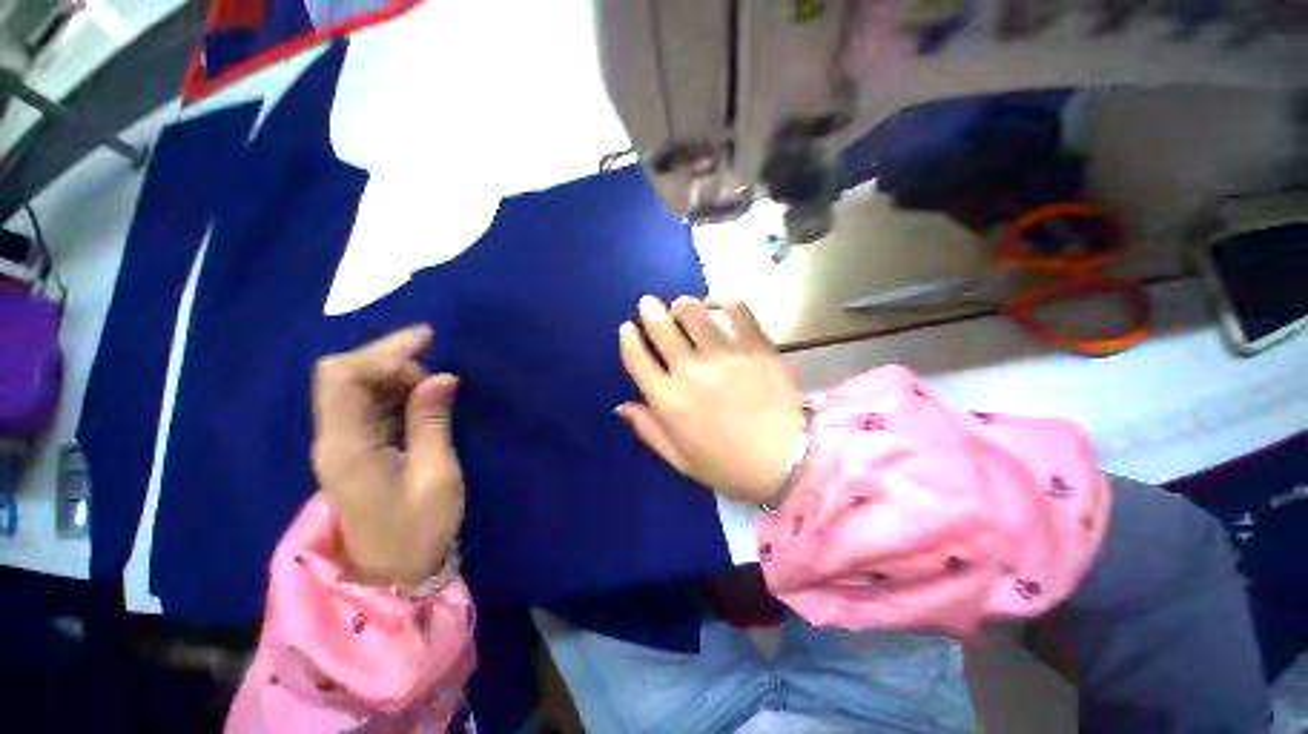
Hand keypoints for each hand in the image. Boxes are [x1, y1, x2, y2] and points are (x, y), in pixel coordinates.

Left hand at [311, 326, 462, 588]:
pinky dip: (392, 389)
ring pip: (352, 387)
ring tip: (433, 372)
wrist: (393, 574)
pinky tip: (420, 391)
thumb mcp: (436, 475)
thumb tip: (441, 376)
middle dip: (386, 355)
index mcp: (346, 447)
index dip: (382, 353)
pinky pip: (366, 405)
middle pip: (341, 375)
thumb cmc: (419, 530)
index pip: (342, 378)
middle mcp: (333, 439)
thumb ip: (432, 422)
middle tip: (434, 351)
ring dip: (391, 371)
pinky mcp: (354, 450)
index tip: (428, 344)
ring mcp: (341, 444)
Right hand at [617, 296, 804, 504]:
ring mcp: (723, 355)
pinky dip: (722, 301)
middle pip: (661, 327)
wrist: (787, 459)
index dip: (628, 338)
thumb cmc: (729, 465)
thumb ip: (649, 430)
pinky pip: (734, 309)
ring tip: (682, 307)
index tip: (628, 328)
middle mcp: (689, 371)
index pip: (636, 358)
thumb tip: (621, 406)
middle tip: (649, 304)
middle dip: (650, 311)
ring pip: (692, 312)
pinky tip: (716, 306)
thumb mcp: (681, 459)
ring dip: (681, 305)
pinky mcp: (754, 345)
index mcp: (668, 401)